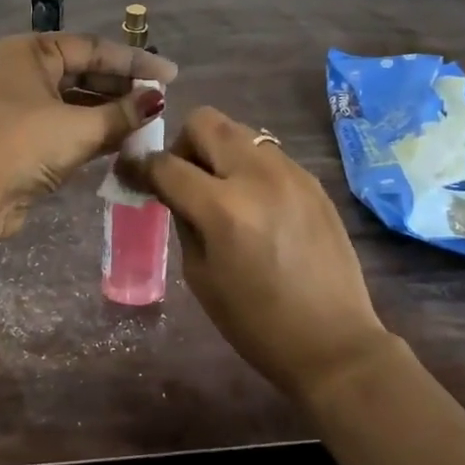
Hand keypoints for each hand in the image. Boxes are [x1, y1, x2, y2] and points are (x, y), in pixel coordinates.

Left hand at [0, 34, 176, 228]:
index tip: (170, 74)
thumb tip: (158, 100)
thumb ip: (123, 113)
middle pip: (84, 72)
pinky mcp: (22, 137)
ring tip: (148, 121)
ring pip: (75, 101)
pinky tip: (124, 139)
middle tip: (160, 99)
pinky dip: (93, 130)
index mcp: (30, 52)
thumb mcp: (80, 127)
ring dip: (110, 111)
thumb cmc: (26, 145)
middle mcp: (23, 72)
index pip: (92, 48)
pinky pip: (66, 125)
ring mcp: (20, 106)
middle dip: (122, 86)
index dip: (134, 61)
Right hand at [127, 107, 389, 401]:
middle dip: (184, 144)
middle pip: (206, 122)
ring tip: (220, 190)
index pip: (167, 165)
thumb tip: (172, 192)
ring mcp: (291, 174)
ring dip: (219, 152)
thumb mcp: (200, 276)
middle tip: (183, 178)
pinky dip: (248, 167)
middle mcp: (257, 177)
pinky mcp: (313, 182)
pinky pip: (268, 154)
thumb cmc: (256, 323)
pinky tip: (254, 204)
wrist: (333, 342)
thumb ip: (183, 222)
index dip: (140, 166)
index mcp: (223, 209)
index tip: (131, 172)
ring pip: (240, 132)